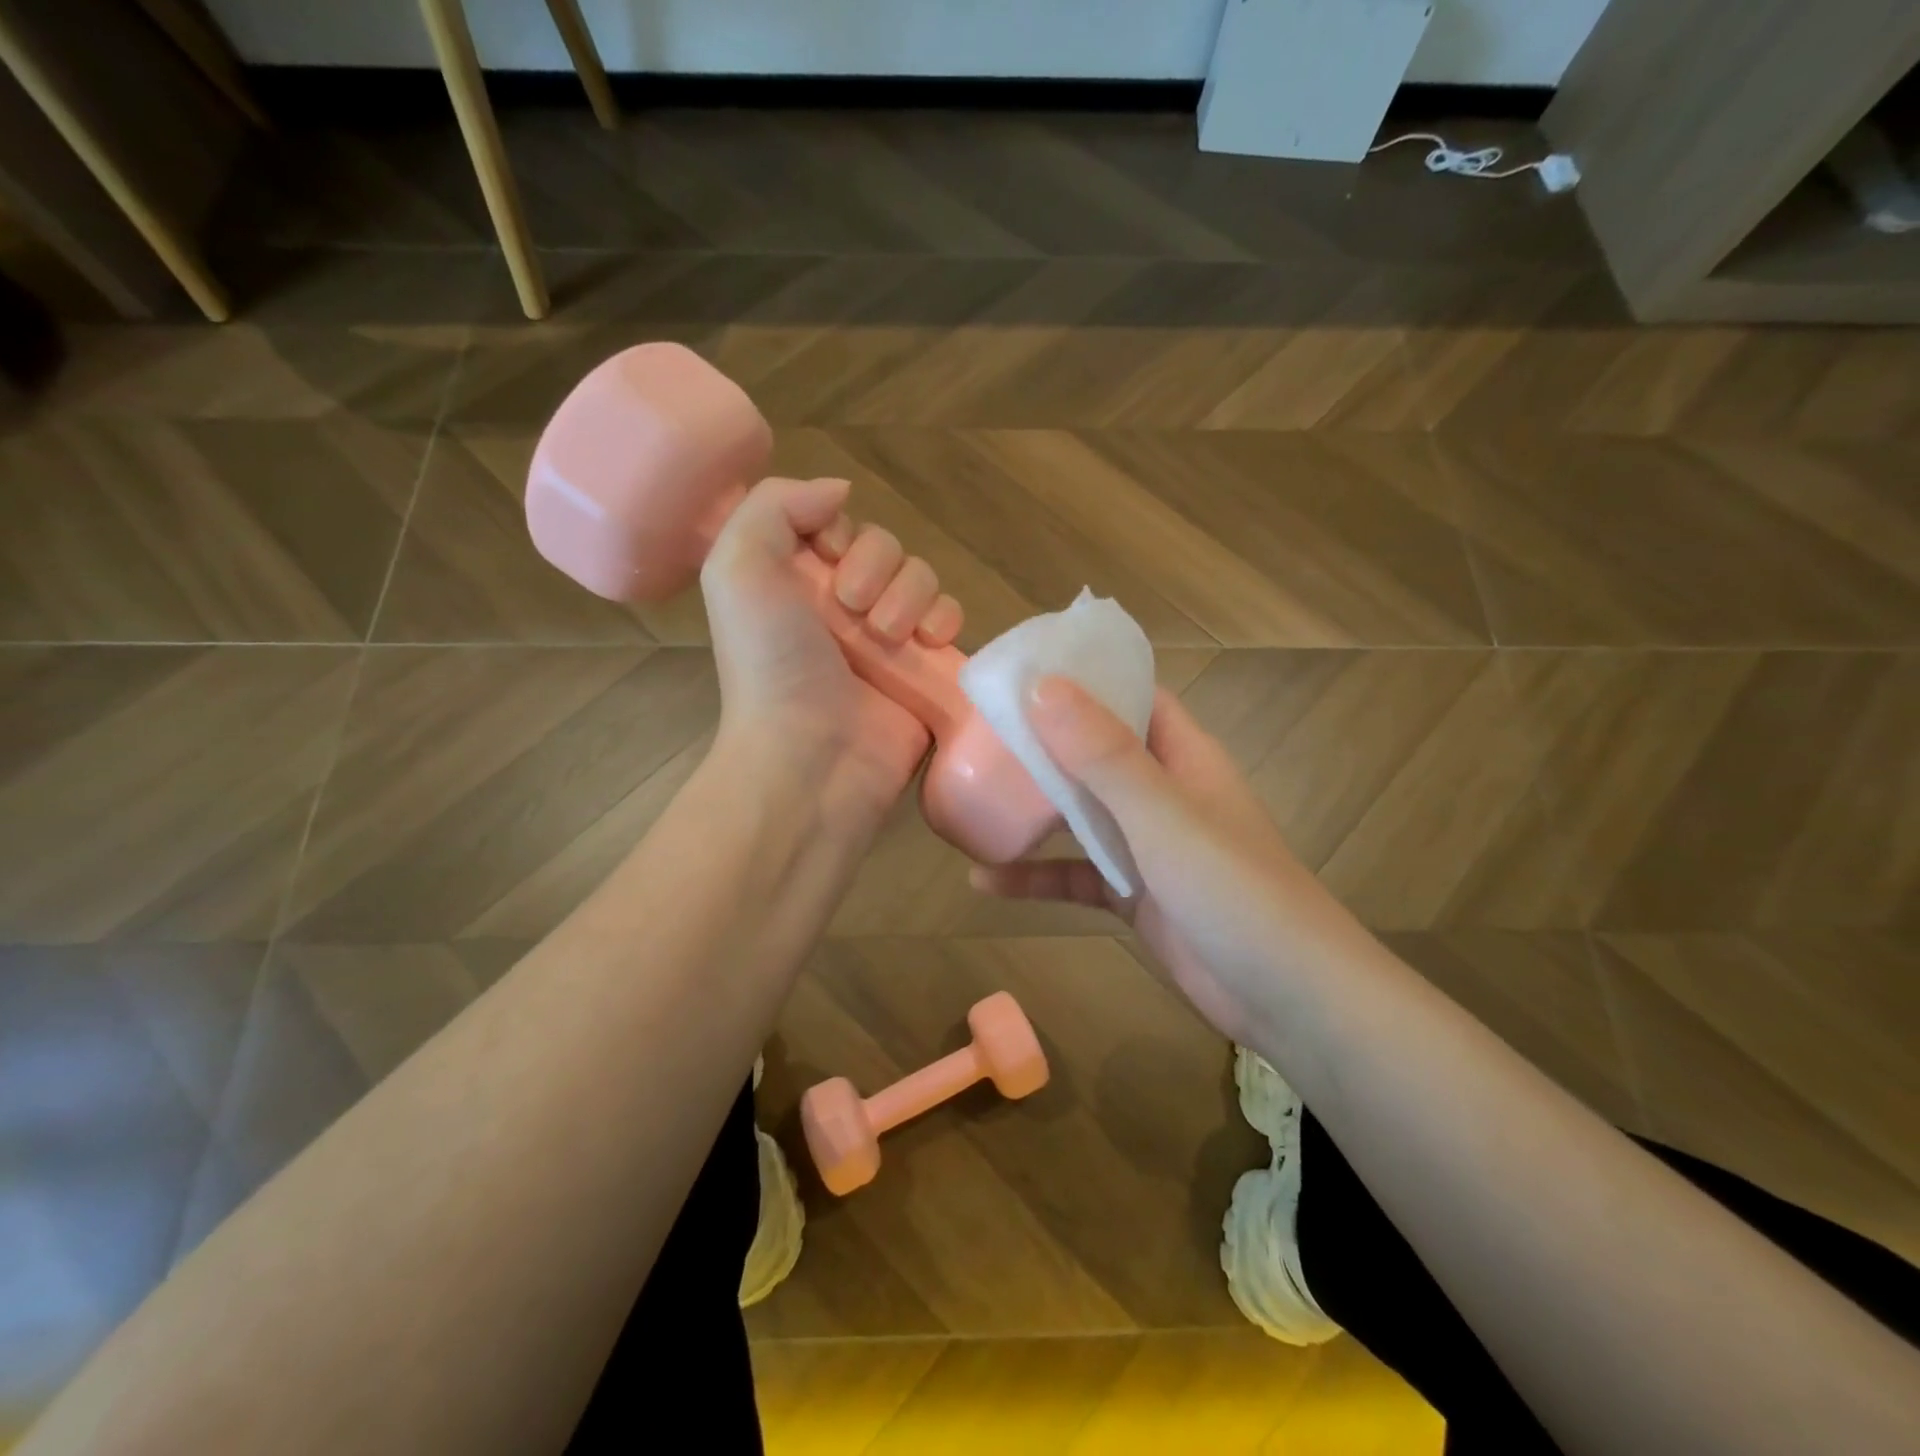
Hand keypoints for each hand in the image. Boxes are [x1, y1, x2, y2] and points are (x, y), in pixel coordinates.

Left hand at [701, 476, 962, 843]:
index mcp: (795, 582)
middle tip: (853, 610)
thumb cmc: (771, 663)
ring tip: (887, 636)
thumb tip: (839, 490)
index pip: (838, 525)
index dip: (840, 531)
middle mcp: (842, 606)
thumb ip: (775, 506)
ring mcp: (887, 638)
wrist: (811, 756)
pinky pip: (950, 619)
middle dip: (876, 567)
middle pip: (886, 547)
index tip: (827, 559)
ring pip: (922, 577)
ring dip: (909, 595)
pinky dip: (946, 620)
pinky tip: (930, 640)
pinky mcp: (925, 669)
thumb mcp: (738, 568)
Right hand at [970, 679, 1339, 1045]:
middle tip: (977, 730)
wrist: (1289, 999)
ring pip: (1082, 814)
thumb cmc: (1233, 890)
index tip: (1020, 668)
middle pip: (1096, 751)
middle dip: (1043, 740)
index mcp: (1183, 756)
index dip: (1082, 676)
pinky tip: (984, 882)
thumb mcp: (1162, 815)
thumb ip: (1103, 753)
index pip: (1131, 695)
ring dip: (1034, 808)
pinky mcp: (1135, 896)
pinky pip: (1077, 875)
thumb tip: (1042, 685)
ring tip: (972, 796)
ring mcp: (1148, 846)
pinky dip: (1036, 876)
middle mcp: (1164, 792)